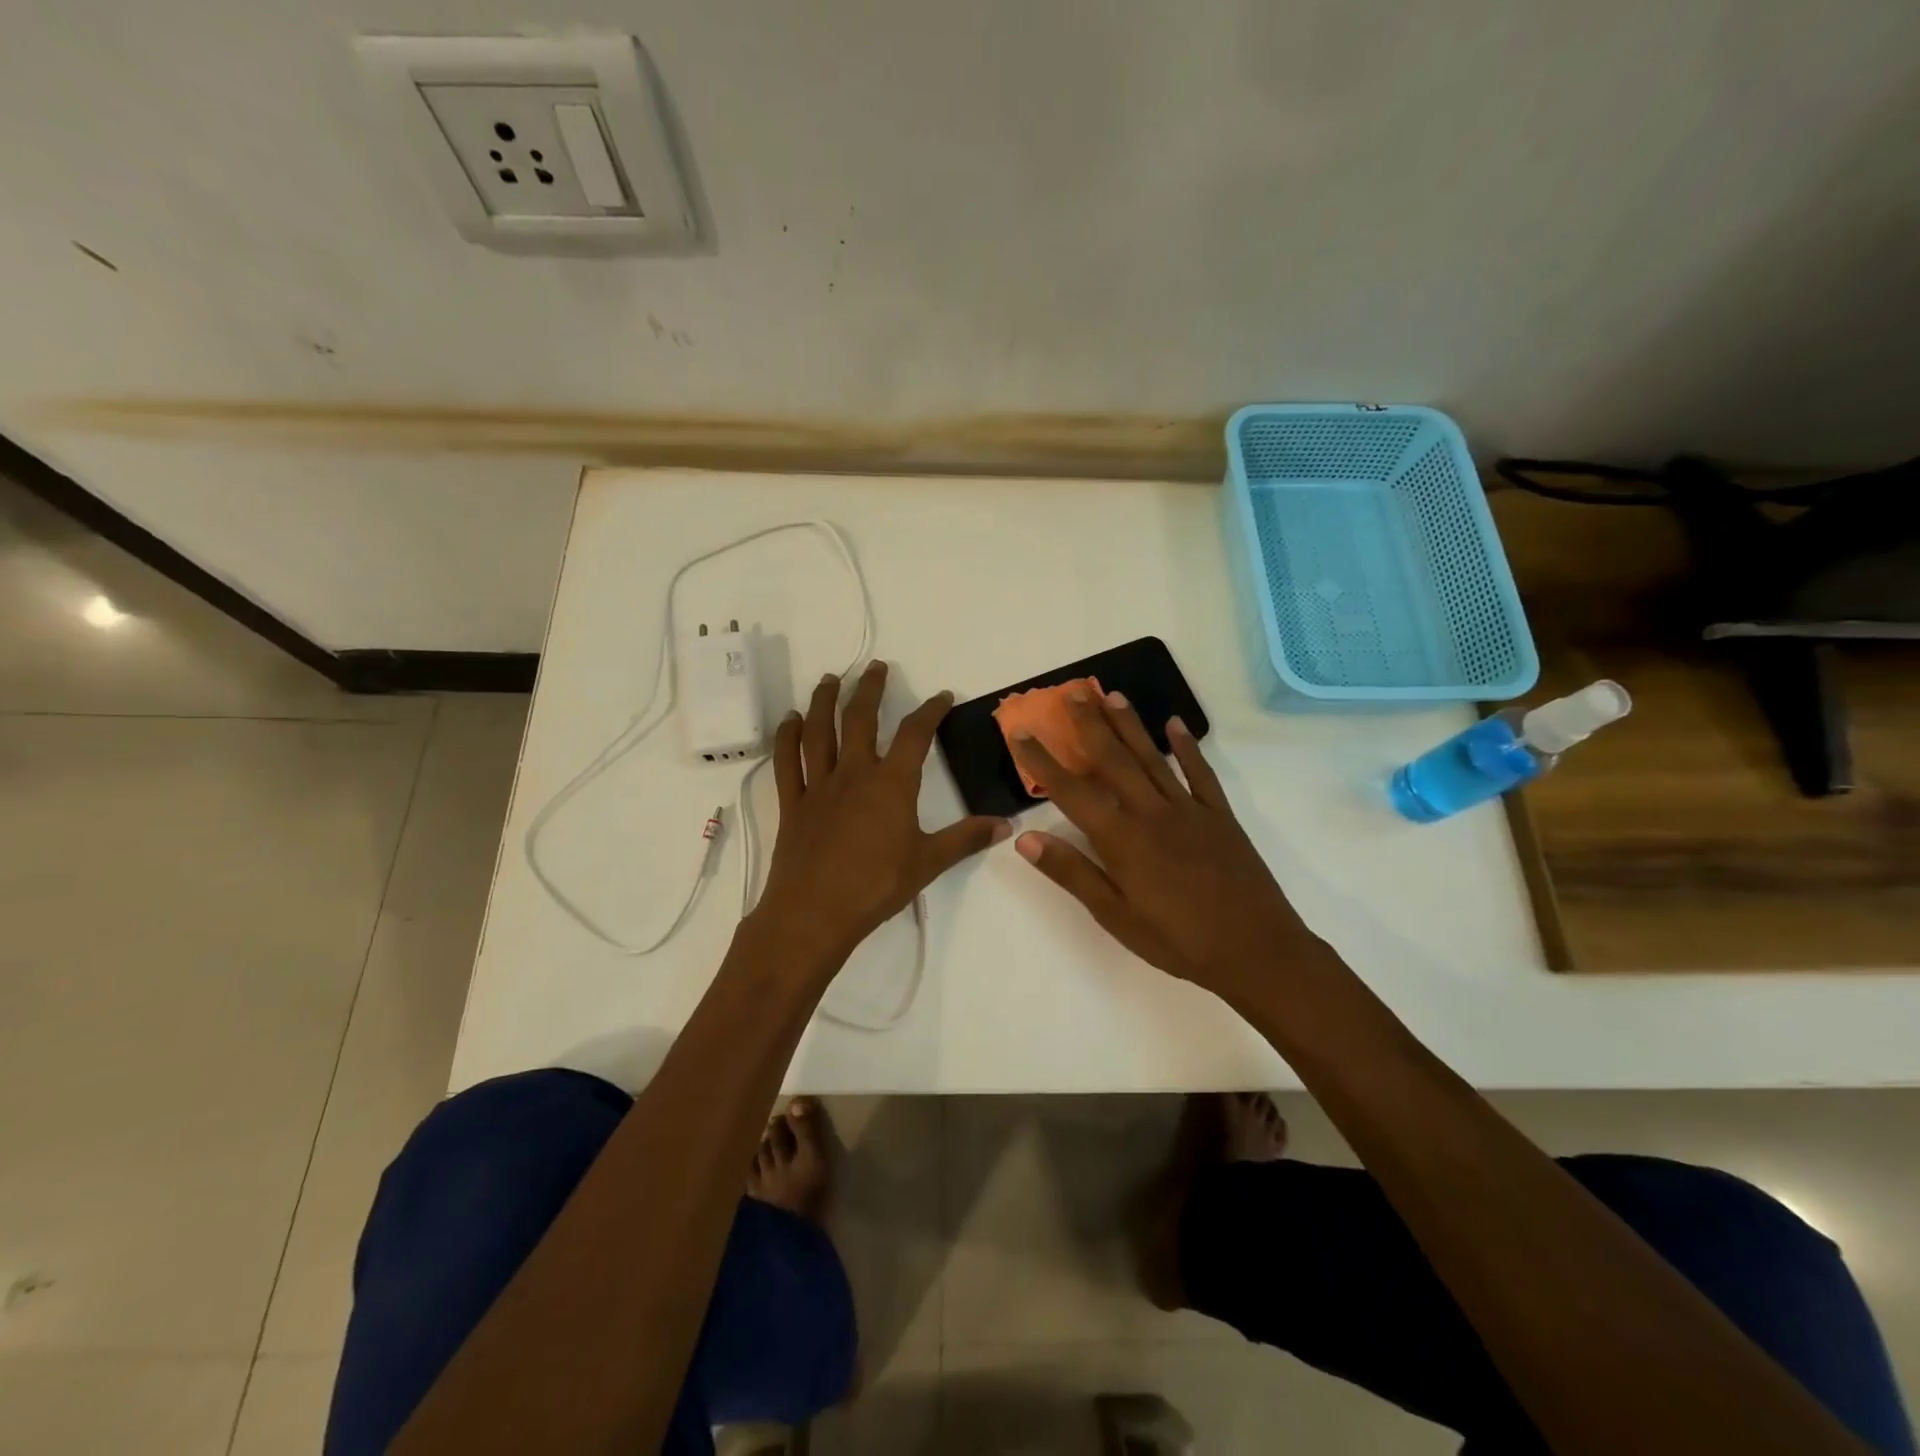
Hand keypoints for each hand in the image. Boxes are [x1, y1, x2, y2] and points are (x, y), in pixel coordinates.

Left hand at [752, 660, 1009, 966]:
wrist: (814, 914)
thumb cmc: (876, 886)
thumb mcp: (928, 862)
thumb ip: (966, 838)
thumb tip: (1006, 825)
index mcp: (891, 784)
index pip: (914, 734)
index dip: (930, 711)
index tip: (942, 696)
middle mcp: (854, 773)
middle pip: (860, 719)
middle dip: (869, 689)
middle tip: (875, 667)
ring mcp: (819, 786)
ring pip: (819, 732)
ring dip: (824, 701)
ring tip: (830, 679)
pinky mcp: (793, 803)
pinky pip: (788, 761)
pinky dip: (787, 737)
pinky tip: (790, 720)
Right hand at [1008, 686, 1316, 998]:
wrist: (1258, 950)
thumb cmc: (1178, 940)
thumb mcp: (1116, 916)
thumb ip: (1072, 873)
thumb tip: (1025, 839)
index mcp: (1122, 839)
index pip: (1072, 792)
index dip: (1043, 761)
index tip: (1021, 732)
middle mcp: (1151, 812)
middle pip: (1114, 760)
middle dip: (1089, 724)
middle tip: (1072, 692)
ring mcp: (1189, 809)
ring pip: (1152, 757)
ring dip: (1130, 725)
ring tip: (1111, 695)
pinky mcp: (1219, 815)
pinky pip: (1200, 773)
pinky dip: (1187, 747)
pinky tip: (1175, 724)